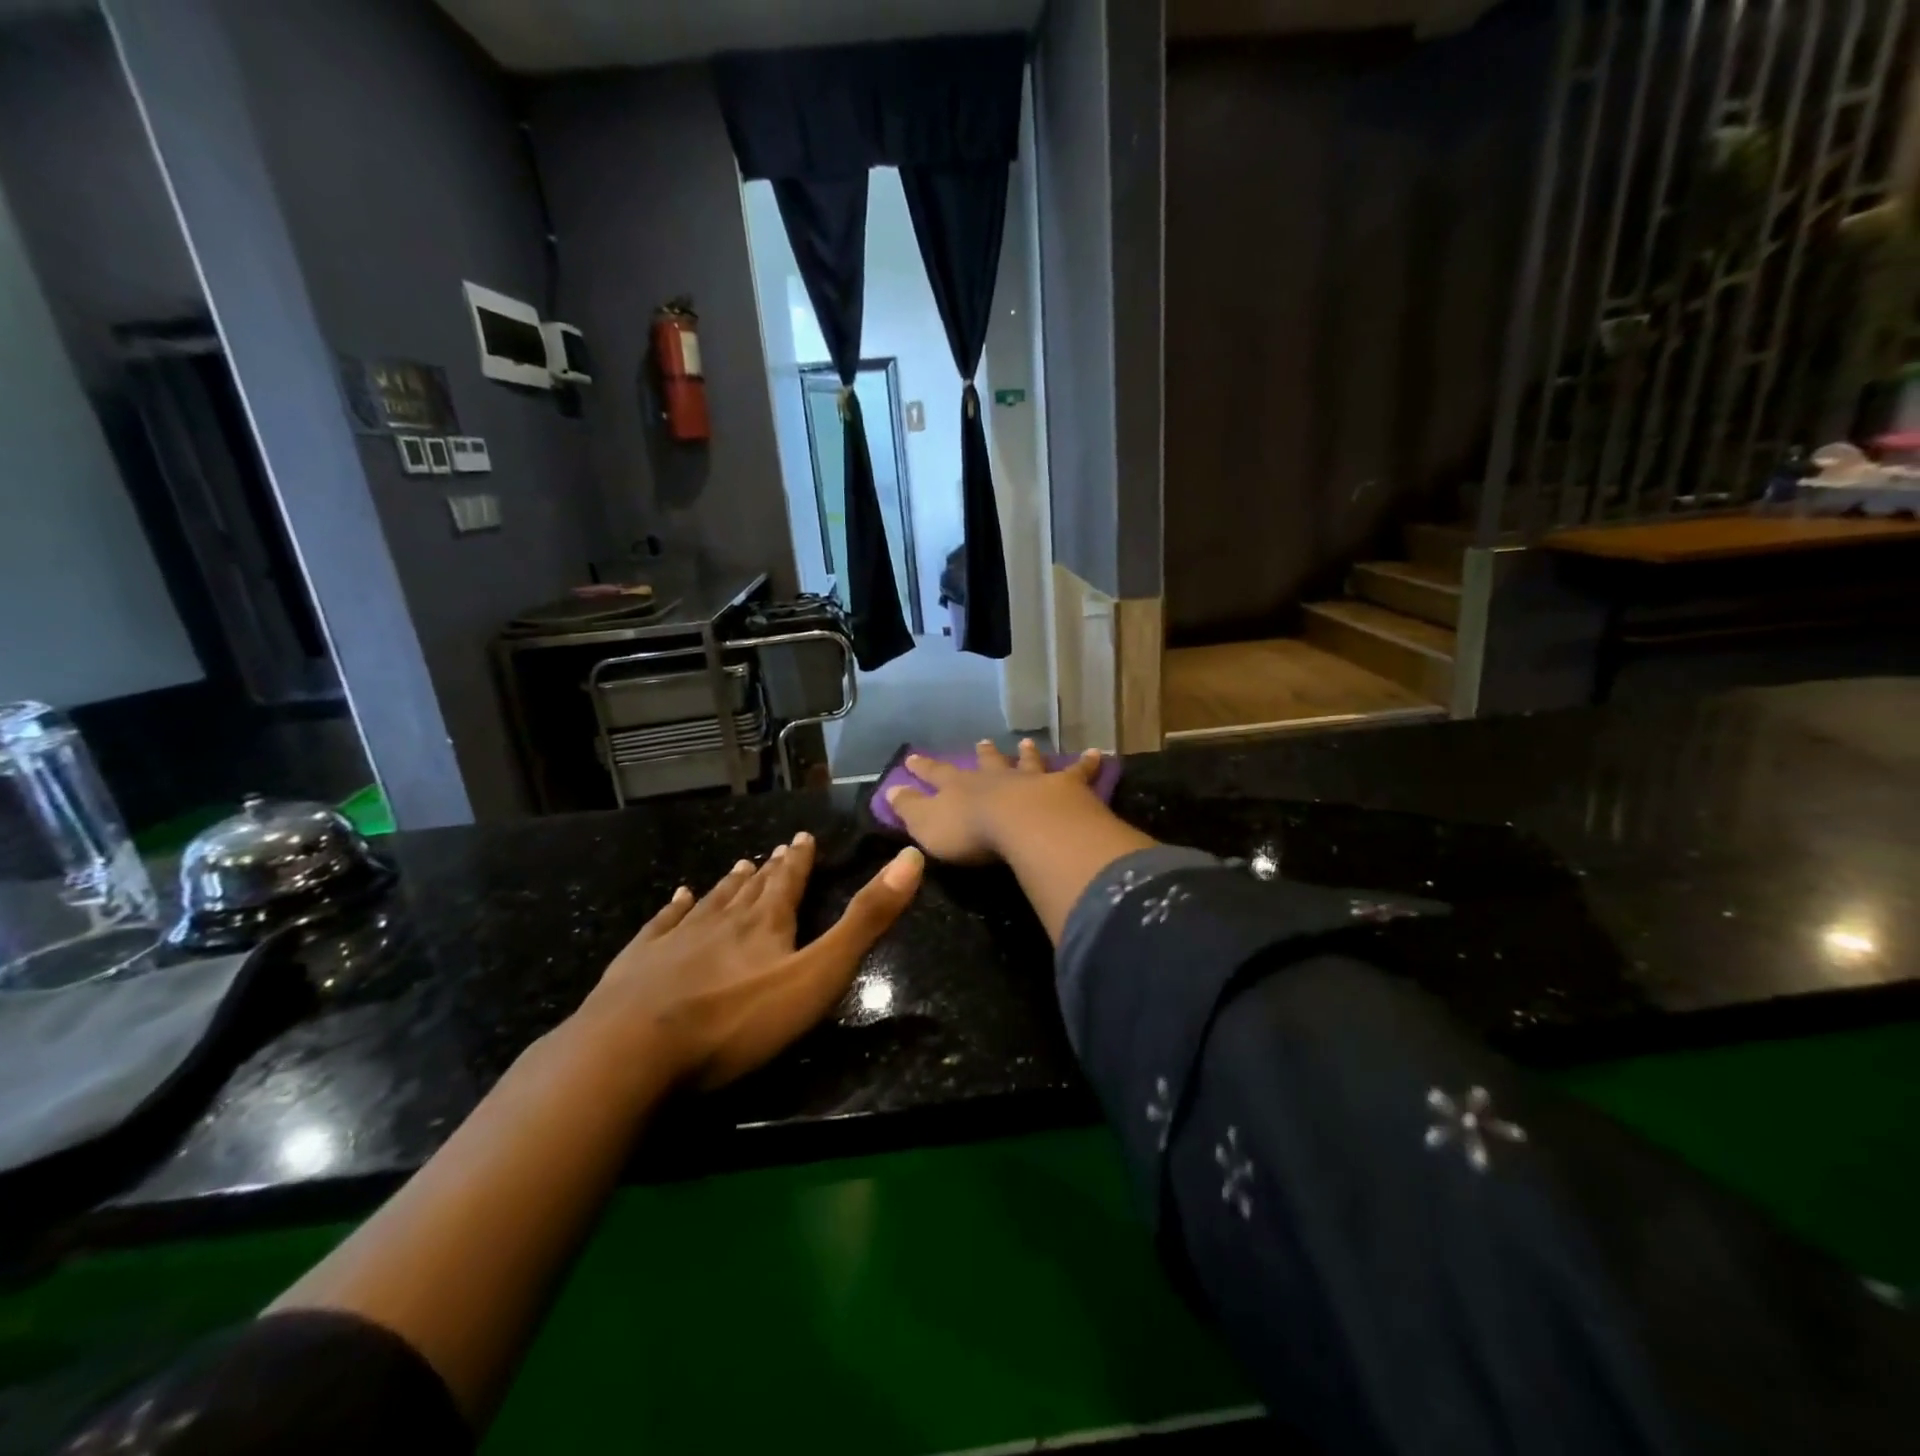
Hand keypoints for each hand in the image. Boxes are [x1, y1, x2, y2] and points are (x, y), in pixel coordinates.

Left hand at [571, 832, 922, 1089]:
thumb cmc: (737, 1019)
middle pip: (750, 889)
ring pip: (710, 902)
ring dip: (728, 884)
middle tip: (776, 850)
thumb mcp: (818, 974)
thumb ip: (864, 921)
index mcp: (767, 924)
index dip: (800, 860)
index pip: (789, 882)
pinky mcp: (639, 963)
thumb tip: (911, 858)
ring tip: (738, 866)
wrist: (632, 1050)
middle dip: (768, 870)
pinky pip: (662, 924)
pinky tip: (677, 897)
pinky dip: (673, 908)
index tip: (802, 837)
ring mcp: (676, 939)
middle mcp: (723, 920)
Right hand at [885, 739, 1104, 864]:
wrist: (1024, 825)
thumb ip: (909, 808)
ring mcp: (1032, 780)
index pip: (936, 774)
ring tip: (1026, 742)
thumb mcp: (927, 824)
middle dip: (982, 754)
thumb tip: (889, 790)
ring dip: (1026, 754)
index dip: (924, 767)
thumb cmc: (971, 832)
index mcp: (961, 787)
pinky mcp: (1065, 788)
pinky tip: (1099, 753)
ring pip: (1028, 762)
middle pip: (987, 762)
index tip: (913, 757)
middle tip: (981, 742)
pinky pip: (1078, 772)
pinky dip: (1087, 763)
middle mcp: (996, 777)